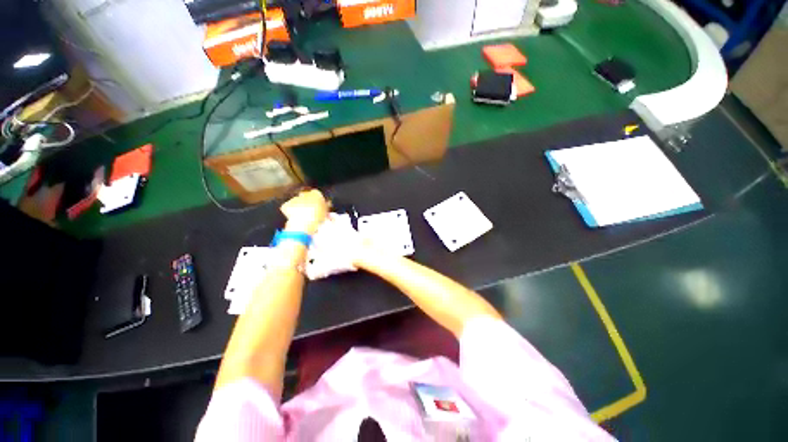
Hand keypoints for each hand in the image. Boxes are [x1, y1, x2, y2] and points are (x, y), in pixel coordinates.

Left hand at [280, 189, 329, 234]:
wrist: (303, 224)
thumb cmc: (318, 218)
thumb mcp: (326, 212)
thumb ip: (326, 206)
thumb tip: (327, 203)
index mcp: (316, 193)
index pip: (317, 194)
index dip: (317, 201)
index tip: (318, 207)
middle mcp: (305, 193)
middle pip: (306, 196)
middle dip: (307, 202)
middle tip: (310, 212)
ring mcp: (294, 198)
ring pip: (297, 201)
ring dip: (299, 206)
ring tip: (302, 216)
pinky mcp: (286, 205)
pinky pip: (289, 207)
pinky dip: (290, 211)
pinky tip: (294, 218)